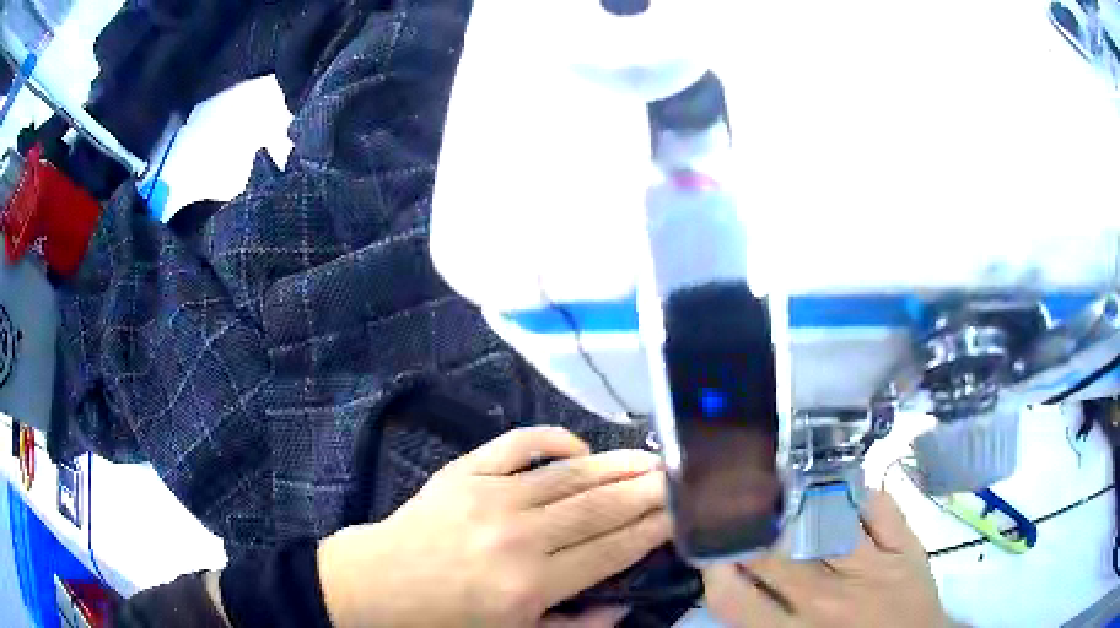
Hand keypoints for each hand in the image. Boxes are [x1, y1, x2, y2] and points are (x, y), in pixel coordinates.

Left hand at [318, 426, 670, 627]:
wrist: (376, 586)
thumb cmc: (446, 620)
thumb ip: (576, 627)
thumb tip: (623, 604)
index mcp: (531, 585)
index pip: (611, 549)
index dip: (652, 529)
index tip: (680, 513)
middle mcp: (517, 536)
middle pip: (599, 507)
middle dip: (647, 491)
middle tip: (679, 477)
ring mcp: (489, 495)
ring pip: (569, 475)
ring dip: (616, 465)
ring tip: (650, 458)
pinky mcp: (463, 471)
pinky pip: (518, 444)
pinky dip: (553, 440)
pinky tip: (579, 449)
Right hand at [704, 490, 948, 627]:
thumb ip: (764, 620)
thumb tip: (735, 583)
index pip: (736, 597)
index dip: (716, 568)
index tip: (714, 546)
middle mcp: (827, 598)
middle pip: (776, 552)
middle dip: (752, 525)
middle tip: (743, 503)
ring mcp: (871, 568)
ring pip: (825, 522)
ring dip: (801, 499)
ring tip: (784, 482)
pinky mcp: (905, 549)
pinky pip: (881, 509)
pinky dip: (861, 491)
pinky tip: (845, 484)